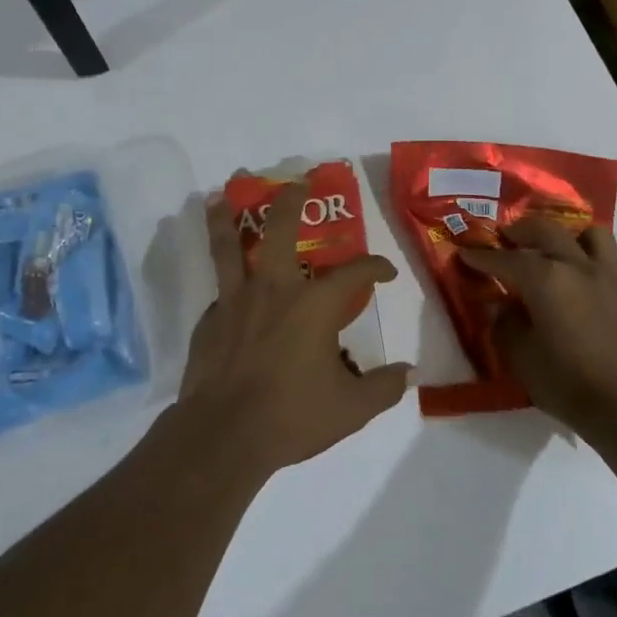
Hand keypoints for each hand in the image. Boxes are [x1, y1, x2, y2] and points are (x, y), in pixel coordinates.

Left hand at [177, 182, 410, 473]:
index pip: (354, 271)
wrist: (223, 435)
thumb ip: (383, 388)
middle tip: (297, 181)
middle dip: (291, 199)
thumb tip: (408, 373)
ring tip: (220, 196)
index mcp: (313, 304)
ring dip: (225, 217)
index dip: (375, 265)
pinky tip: (227, 292)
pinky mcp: (209, 320)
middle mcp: (273, 289)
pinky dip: (224, 282)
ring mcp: (235, 301)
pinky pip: (219, 290)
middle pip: (279, 227)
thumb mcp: (351, 409)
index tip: (385, 271)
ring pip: (228, 245)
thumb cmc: (291, 416)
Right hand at [456, 216, 616, 437]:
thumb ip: (506, 324)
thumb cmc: (567, 383)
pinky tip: (582, 285)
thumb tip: (504, 306)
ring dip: (567, 237)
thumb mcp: (520, 358)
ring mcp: (610, 276)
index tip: (466, 253)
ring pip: (590, 234)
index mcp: (545, 280)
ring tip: (555, 251)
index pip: (505, 260)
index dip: (482, 257)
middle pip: (546, 231)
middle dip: (521, 230)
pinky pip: (609, 262)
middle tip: (507, 237)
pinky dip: (589, 262)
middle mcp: (578, 267)